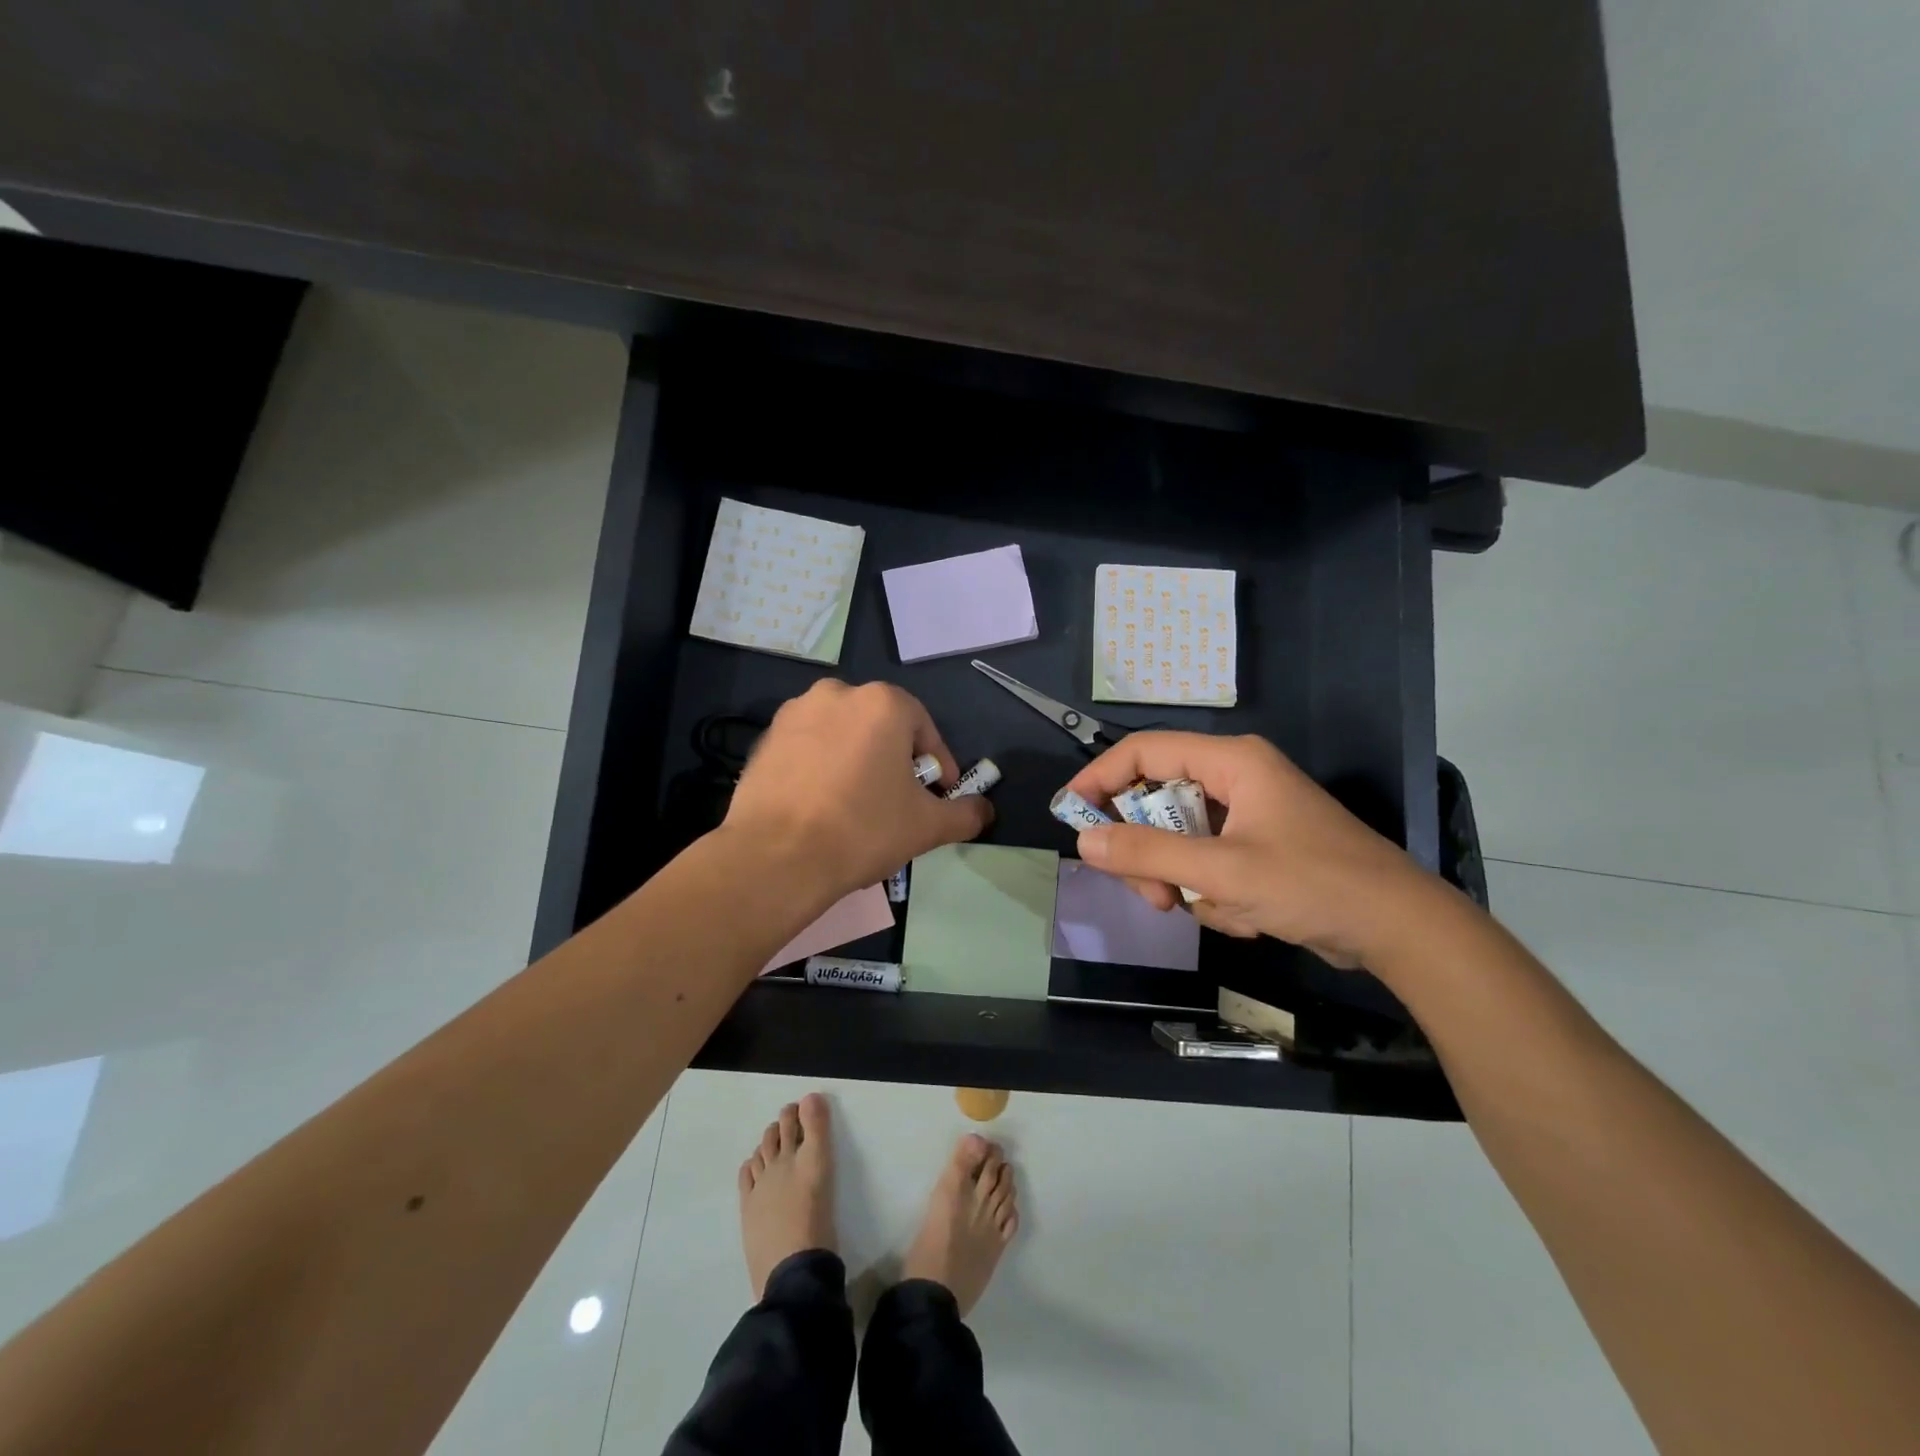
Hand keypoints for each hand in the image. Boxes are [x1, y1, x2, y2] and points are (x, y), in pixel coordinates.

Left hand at [723, 680, 991, 902]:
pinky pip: (808, 749)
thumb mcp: (928, 826)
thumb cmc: (863, 829)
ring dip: (856, 762)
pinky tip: (821, 806)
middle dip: (895, 761)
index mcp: (883, 703)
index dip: (937, 766)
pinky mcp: (765, 739)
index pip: (924, 730)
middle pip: (881, 728)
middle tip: (898, 802)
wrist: (776, 856)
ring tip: (857, 806)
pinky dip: (821, 769)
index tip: (937, 797)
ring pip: (842, 736)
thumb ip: (965, 813)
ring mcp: (795, 713)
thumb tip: (985, 810)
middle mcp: (837, 693)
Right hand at [1061, 732, 1441, 968]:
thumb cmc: (1312, 885)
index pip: (1143, 751)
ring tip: (1205, 910)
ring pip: (1179, 837)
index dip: (1100, 778)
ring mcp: (1249, 813)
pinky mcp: (1259, 846)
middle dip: (1148, 851)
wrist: (1400, 930)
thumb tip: (1084, 839)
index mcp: (1230, 762)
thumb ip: (1147, 853)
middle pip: (1158, 800)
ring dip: (1180, 879)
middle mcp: (1236, 778)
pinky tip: (1243, 916)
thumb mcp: (1220, 871)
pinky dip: (1210, 892)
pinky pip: (1207, 860)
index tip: (1071, 815)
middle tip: (1149, 893)